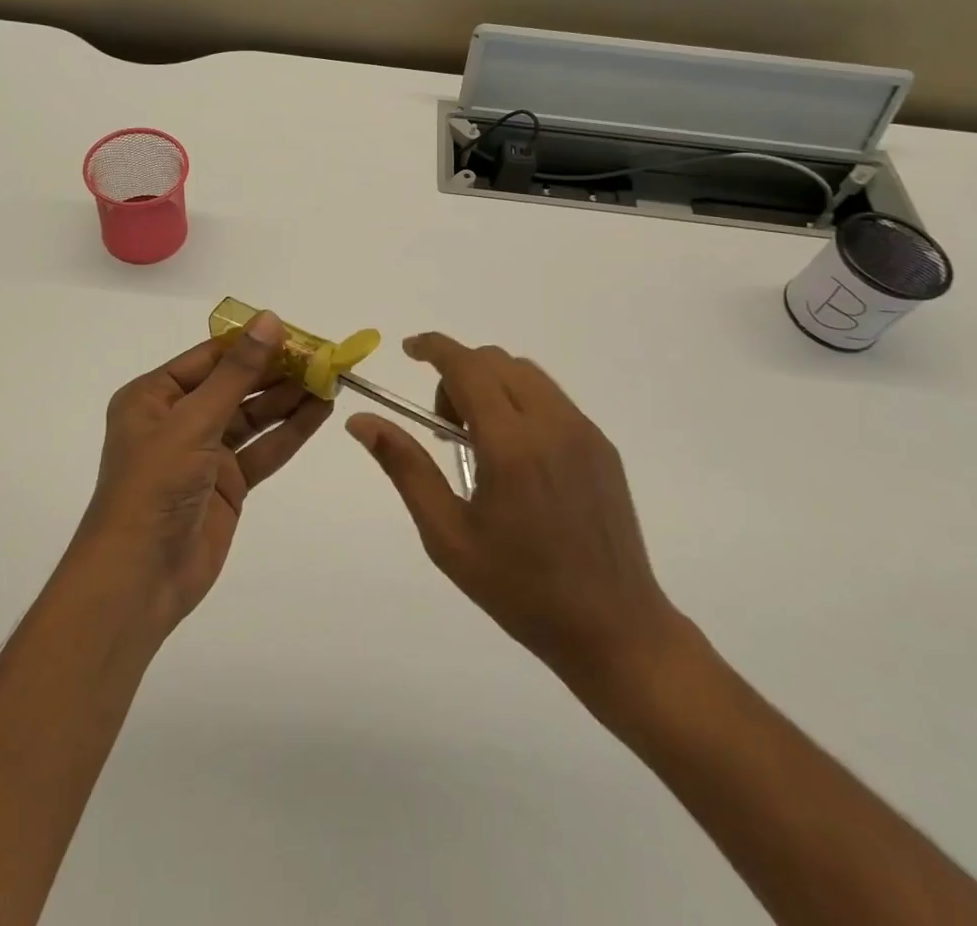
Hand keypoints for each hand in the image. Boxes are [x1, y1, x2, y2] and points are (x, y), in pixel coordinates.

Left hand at [73, 312, 331, 638]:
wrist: (139, 578)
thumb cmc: (154, 486)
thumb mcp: (193, 421)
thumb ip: (236, 373)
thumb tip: (269, 320)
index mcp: (154, 396)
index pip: (211, 357)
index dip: (253, 344)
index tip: (296, 332)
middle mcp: (178, 419)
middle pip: (235, 385)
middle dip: (277, 372)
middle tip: (323, 357)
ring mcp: (204, 453)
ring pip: (253, 417)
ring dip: (289, 399)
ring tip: (331, 380)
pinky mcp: (227, 484)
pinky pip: (262, 450)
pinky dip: (290, 432)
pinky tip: (320, 413)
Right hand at [346, 332, 688, 722]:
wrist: (614, 629)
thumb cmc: (520, 589)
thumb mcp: (447, 535)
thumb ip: (405, 467)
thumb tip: (361, 420)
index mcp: (510, 444)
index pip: (466, 365)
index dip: (433, 347)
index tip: (407, 350)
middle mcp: (551, 423)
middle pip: (495, 361)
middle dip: (458, 373)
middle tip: (444, 427)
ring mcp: (583, 431)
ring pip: (525, 373)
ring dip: (490, 383)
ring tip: (480, 441)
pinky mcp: (602, 445)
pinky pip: (552, 397)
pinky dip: (521, 400)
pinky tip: (517, 455)